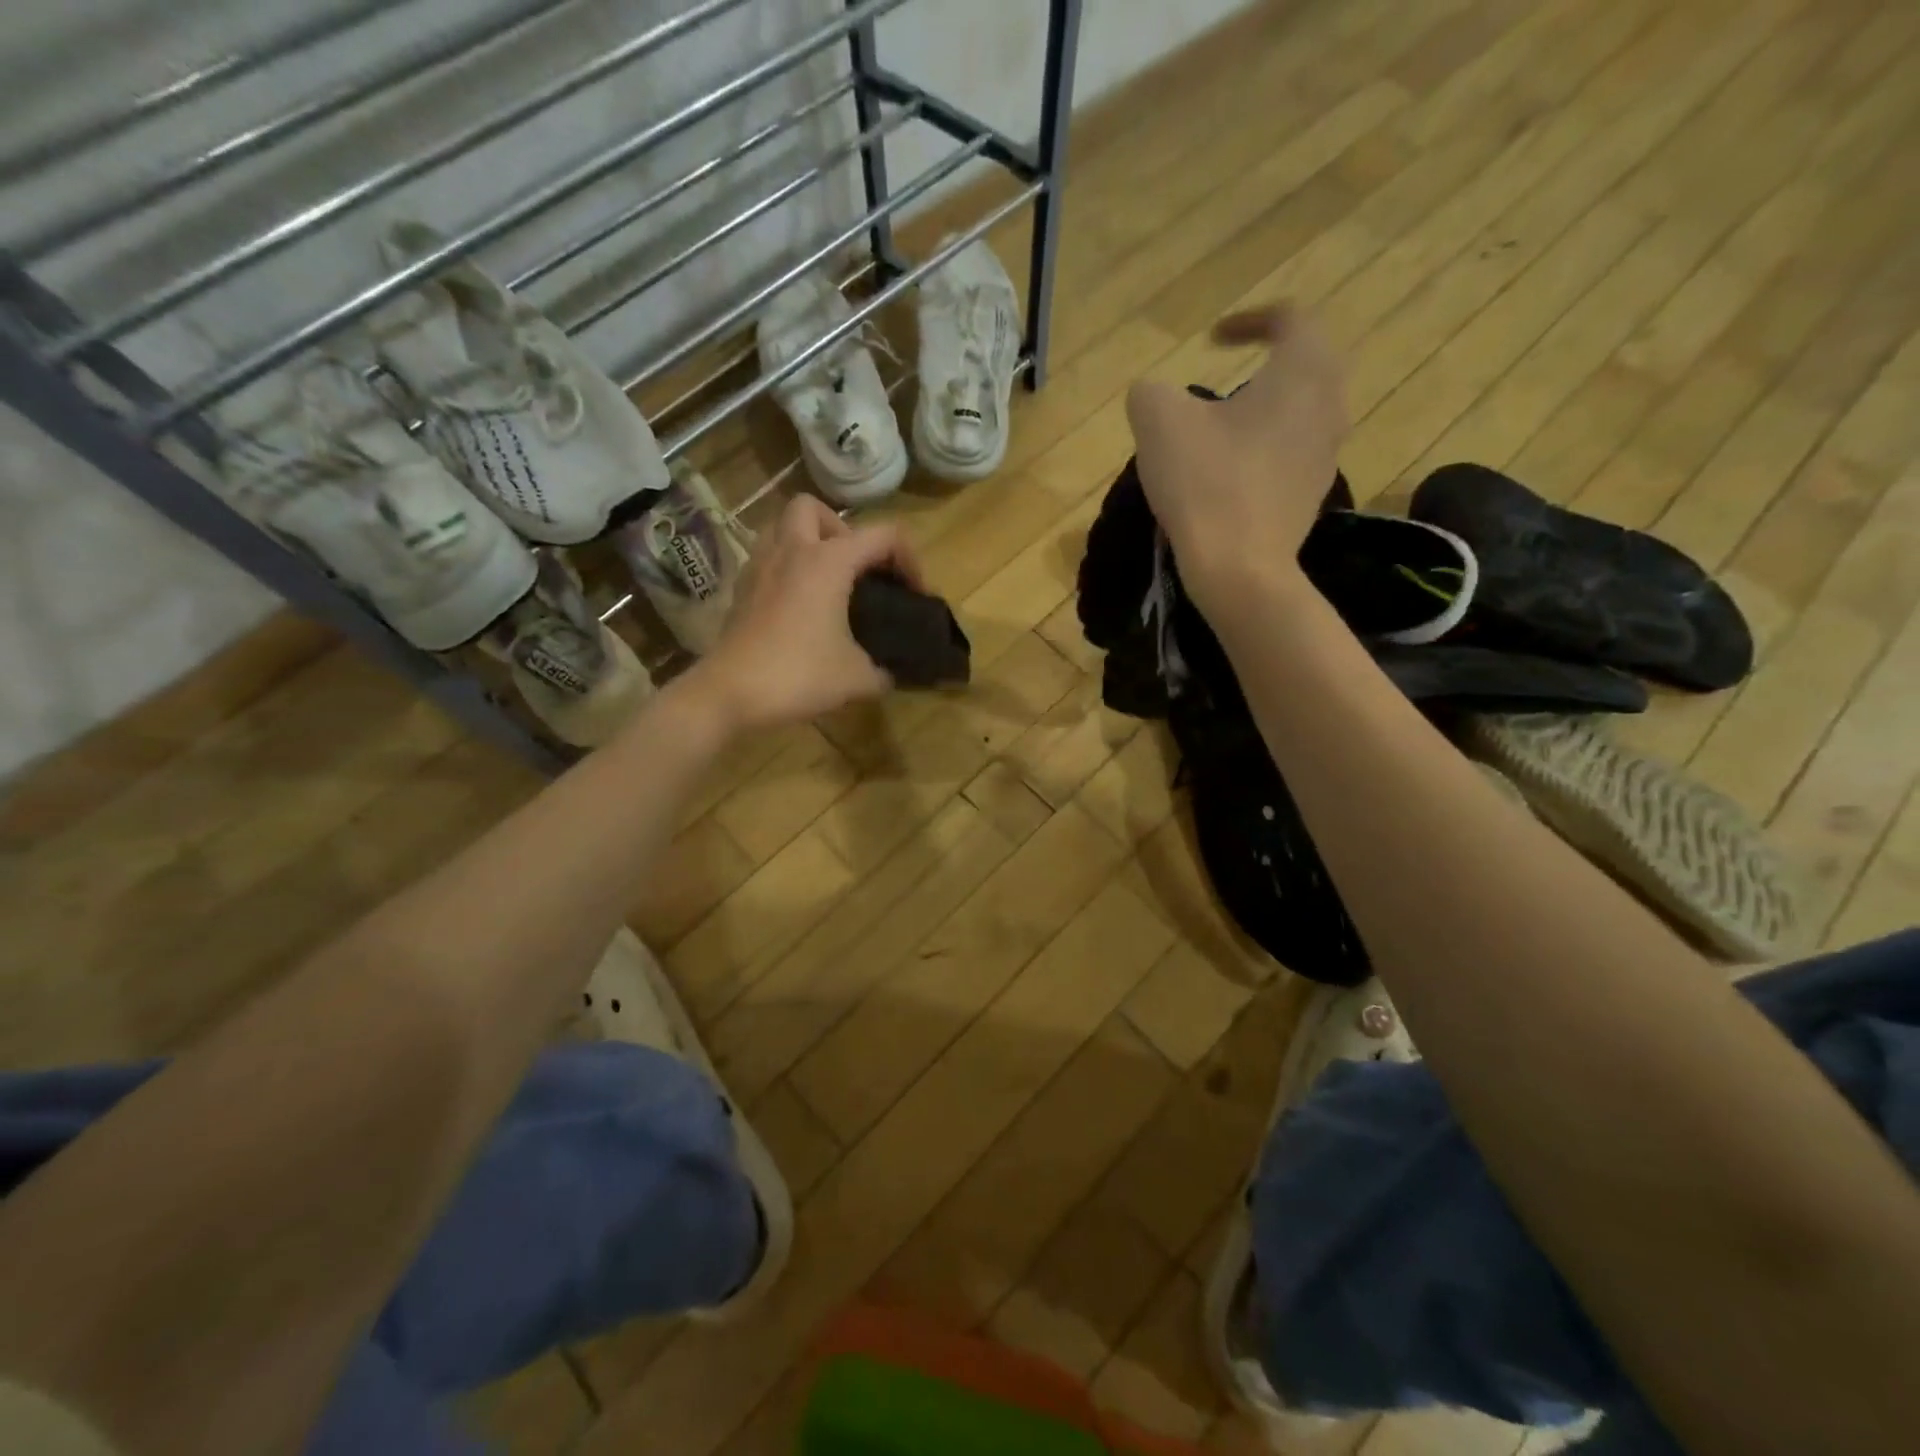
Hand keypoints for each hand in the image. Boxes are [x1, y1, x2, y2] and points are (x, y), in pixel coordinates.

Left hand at [690, 495, 922, 732]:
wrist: (730, 692)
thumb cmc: (799, 675)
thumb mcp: (857, 678)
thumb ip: (883, 671)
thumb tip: (890, 674)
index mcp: (829, 562)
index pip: (883, 536)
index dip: (909, 559)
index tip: (914, 593)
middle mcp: (792, 551)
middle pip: (814, 508)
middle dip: (840, 529)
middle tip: (853, 568)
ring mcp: (760, 566)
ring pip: (781, 526)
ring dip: (806, 541)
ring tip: (824, 580)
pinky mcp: (741, 588)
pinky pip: (766, 558)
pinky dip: (785, 568)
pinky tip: (796, 603)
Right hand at [1124, 305, 1348, 617]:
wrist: (1239, 568)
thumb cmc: (1205, 482)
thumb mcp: (1157, 420)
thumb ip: (1152, 391)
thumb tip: (1154, 396)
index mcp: (1302, 371)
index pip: (1290, 319)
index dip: (1248, 321)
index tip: (1210, 343)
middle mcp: (1329, 404)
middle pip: (1306, 363)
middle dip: (1266, 363)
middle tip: (1225, 380)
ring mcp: (1327, 454)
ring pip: (1302, 411)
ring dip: (1267, 408)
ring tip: (1225, 428)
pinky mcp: (1313, 494)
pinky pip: (1294, 452)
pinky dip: (1267, 448)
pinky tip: (1232, 472)